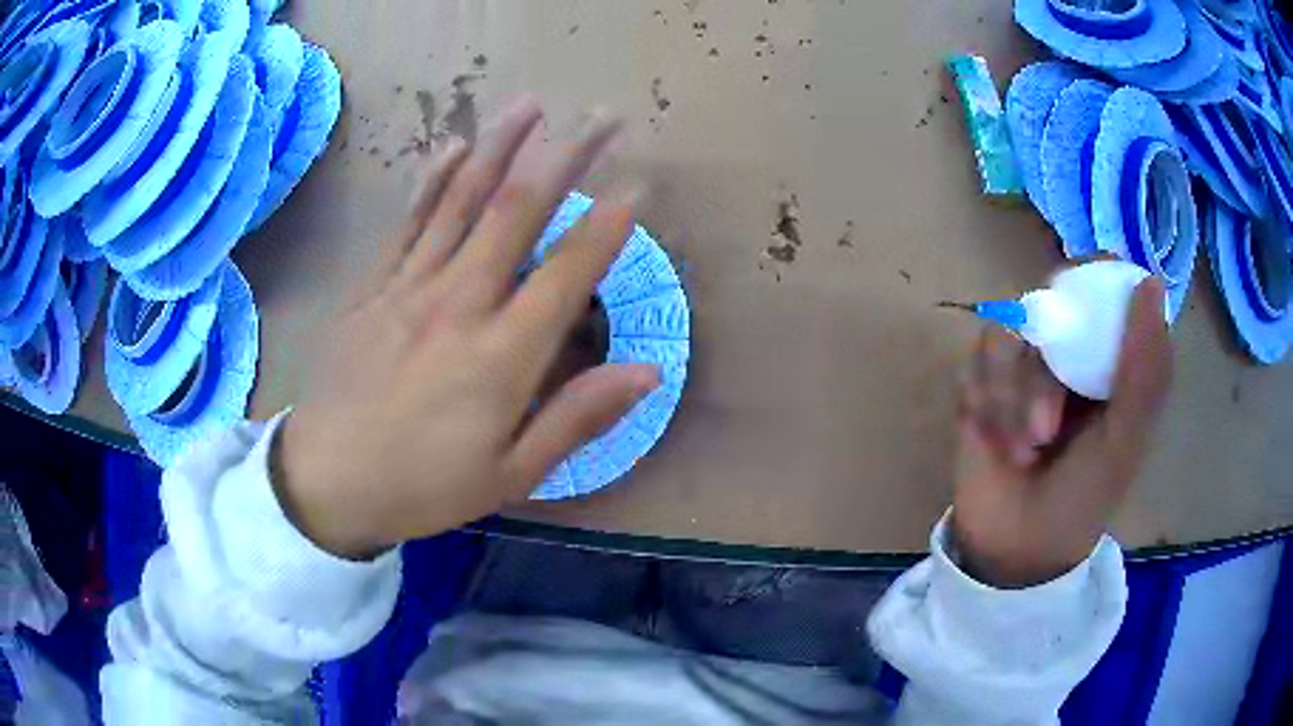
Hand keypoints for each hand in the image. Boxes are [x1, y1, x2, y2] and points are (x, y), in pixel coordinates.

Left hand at [272, 97, 658, 559]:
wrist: (327, 481)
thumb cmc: (423, 486)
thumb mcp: (511, 474)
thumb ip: (577, 418)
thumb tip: (647, 372)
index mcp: (500, 356)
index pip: (567, 273)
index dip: (607, 225)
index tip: (637, 186)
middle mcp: (458, 304)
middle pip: (517, 212)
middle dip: (566, 156)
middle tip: (602, 117)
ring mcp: (408, 287)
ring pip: (461, 201)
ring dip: (500, 146)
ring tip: (532, 104)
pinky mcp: (371, 286)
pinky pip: (408, 221)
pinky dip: (434, 180)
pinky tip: (454, 147)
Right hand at [951, 276, 1172, 587]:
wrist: (1017, 550)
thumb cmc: (1084, 499)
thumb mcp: (1125, 441)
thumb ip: (1144, 370)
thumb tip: (1152, 282)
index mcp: (1109, 359)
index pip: (1105, 288)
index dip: (1095, 284)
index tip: (1085, 313)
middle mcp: (1068, 352)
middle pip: (1049, 305)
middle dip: (1044, 372)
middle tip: (1046, 428)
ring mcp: (1022, 364)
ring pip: (1008, 335)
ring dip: (1012, 398)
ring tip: (1023, 451)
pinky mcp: (981, 381)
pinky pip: (976, 360)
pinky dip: (987, 401)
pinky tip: (996, 441)